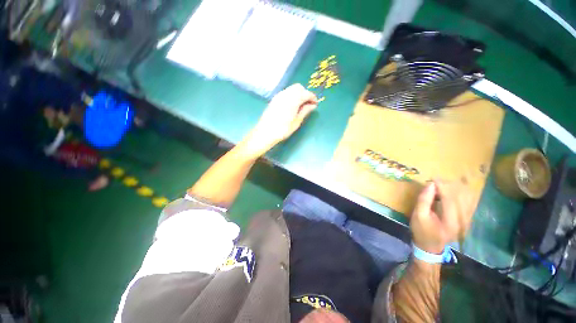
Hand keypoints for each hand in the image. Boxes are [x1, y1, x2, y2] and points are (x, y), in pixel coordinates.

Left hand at [241, 84, 317, 156]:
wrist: (265, 132)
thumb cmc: (282, 130)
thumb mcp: (296, 122)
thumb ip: (305, 111)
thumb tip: (313, 105)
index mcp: (293, 100)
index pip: (306, 93)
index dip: (313, 97)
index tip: (316, 104)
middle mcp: (286, 94)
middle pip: (298, 87)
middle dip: (305, 93)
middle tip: (308, 104)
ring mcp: (279, 96)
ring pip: (291, 89)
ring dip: (298, 94)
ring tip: (300, 105)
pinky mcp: (274, 99)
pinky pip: (286, 92)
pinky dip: (292, 95)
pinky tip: (292, 105)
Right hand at [410, 180, 473, 253]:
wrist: (430, 246)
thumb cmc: (422, 231)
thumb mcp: (418, 216)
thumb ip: (424, 200)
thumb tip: (430, 184)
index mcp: (451, 222)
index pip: (451, 199)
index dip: (442, 187)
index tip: (433, 178)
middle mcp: (464, 220)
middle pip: (461, 196)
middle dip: (449, 186)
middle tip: (436, 181)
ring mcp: (468, 220)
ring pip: (468, 197)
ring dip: (456, 188)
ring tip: (443, 185)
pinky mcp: (467, 218)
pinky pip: (469, 201)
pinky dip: (461, 193)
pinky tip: (452, 190)